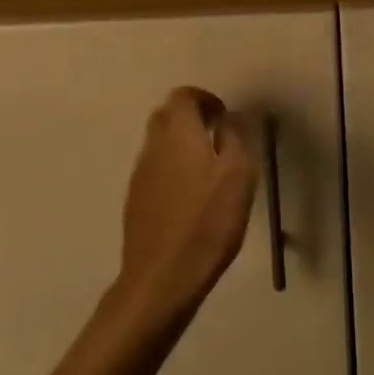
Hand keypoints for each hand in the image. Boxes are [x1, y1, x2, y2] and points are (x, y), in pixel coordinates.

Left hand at [116, 88, 257, 324]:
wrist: (162, 278)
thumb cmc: (207, 221)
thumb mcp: (238, 175)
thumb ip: (236, 137)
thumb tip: (232, 116)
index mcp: (178, 132)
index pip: (183, 96)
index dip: (204, 99)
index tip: (224, 115)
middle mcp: (153, 145)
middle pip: (167, 115)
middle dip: (190, 117)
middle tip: (216, 134)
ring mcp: (140, 174)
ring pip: (159, 143)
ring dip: (180, 144)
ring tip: (208, 167)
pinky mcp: (135, 201)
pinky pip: (154, 170)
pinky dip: (171, 169)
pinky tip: (190, 196)